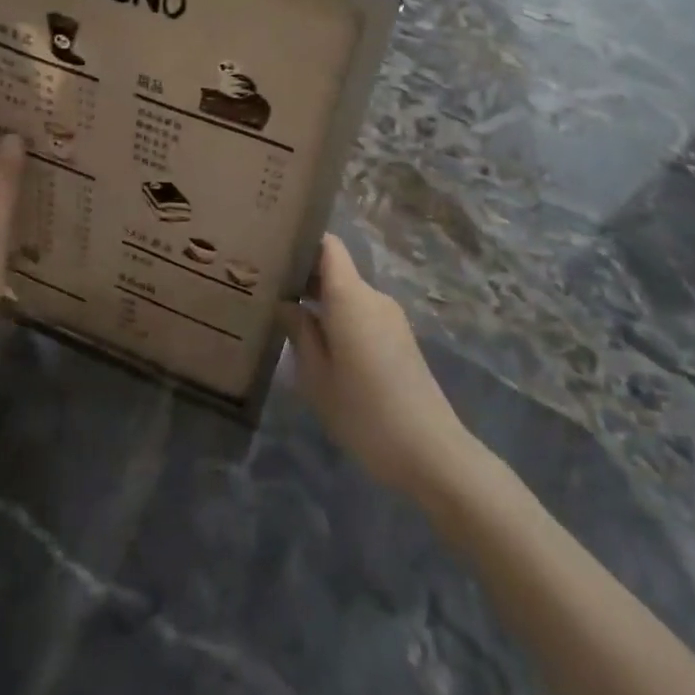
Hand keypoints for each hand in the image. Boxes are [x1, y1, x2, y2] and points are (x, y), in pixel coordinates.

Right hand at [281, 236, 473, 501]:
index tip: (271, 250)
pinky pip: (361, 315)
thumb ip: (299, 332)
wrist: (431, 453)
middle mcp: (373, 297)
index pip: (328, 245)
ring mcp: (390, 318)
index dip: (301, 241)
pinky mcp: (399, 340)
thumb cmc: (365, 413)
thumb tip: (285, 303)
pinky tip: (317, 345)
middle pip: (335, 269)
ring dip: (319, 302)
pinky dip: (337, 319)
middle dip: (302, 275)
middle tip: (264, 290)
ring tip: (284, 318)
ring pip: (347, 295)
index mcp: (351, 297)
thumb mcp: (317, 376)